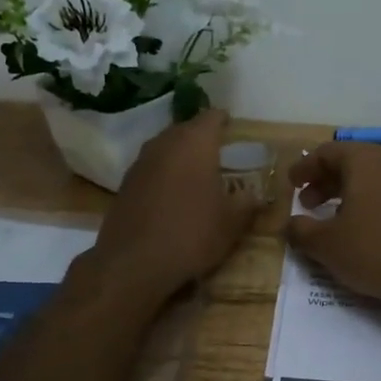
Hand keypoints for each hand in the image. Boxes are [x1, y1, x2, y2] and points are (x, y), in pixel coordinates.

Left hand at [91, 110, 258, 301]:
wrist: (134, 263)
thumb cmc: (192, 233)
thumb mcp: (232, 222)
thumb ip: (247, 202)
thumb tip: (255, 195)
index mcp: (194, 143)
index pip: (211, 117)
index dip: (224, 120)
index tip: (233, 126)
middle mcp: (164, 144)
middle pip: (185, 129)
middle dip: (201, 137)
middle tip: (218, 150)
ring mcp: (140, 163)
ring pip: (165, 148)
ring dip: (180, 155)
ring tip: (196, 171)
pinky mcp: (125, 185)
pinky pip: (151, 169)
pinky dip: (164, 174)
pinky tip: (173, 194)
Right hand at [285, 143, 380, 314]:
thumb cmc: (376, 253)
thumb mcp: (326, 246)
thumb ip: (301, 231)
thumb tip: (289, 225)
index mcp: (365, 163)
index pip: (327, 153)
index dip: (305, 167)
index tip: (292, 183)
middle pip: (356, 163)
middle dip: (329, 181)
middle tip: (311, 203)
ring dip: (361, 192)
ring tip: (346, 215)